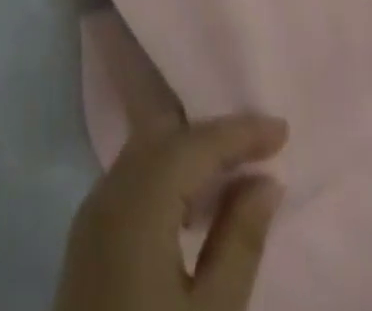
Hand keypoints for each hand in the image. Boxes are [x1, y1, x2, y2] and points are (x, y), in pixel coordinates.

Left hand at [52, 113, 288, 310]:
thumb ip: (239, 242)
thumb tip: (265, 182)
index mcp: (136, 203)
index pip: (193, 144)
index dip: (239, 132)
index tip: (282, 129)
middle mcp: (108, 191)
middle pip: (162, 135)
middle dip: (212, 131)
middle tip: (261, 140)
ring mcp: (92, 212)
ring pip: (144, 152)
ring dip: (189, 149)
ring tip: (238, 163)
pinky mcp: (89, 236)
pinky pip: (132, 178)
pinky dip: (168, 172)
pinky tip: (197, 196)